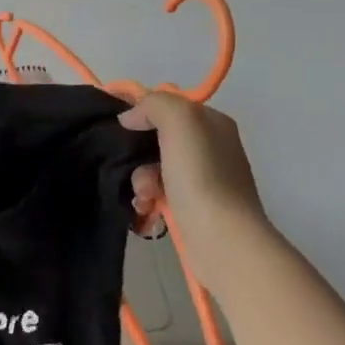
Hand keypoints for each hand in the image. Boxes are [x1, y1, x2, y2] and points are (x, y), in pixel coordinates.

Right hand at [121, 91, 267, 238]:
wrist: (222, 239)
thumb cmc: (202, 176)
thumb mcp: (180, 121)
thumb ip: (154, 105)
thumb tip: (130, 117)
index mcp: (212, 123)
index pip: (169, 106)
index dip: (142, 112)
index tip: (121, 126)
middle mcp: (211, 148)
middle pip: (157, 139)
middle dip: (138, 153)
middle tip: (133, 168)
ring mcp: (203, 180)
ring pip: (153, 168)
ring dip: (140, 180)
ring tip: (144, 197)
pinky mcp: (193, 208)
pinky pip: (158, 194)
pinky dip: (147, 200)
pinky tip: (146, 209)